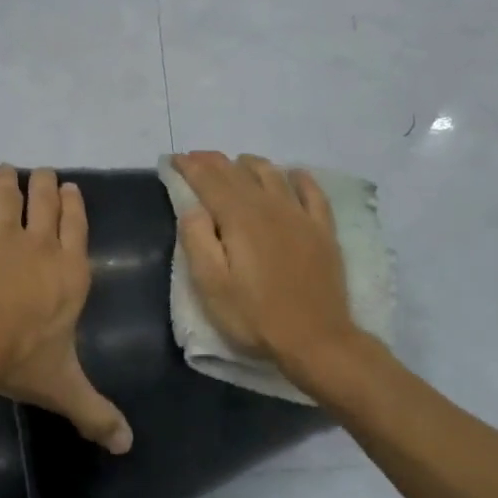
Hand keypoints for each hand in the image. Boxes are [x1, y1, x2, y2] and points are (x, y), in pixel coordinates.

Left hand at [0, 166, 132, 453]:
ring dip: (6, 179)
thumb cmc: (18, 357)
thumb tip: (128, 446)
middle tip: (42, 175)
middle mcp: (39, 243)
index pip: (77, 225)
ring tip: (5, 171)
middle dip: (45, 183)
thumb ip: (96, 413)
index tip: (70, 187)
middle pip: (45, 199)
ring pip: (5, 192)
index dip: (74, 204)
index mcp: (69, 270)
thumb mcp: (63, 387)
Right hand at [174, 151, 361, 373]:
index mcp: (239, 218)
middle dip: (213, 162)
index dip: (190, 167)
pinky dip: (299, 177)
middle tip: (196, 158)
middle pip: (238, 173)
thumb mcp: (211, 286)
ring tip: (236, 163)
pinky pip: (312, 192)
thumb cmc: (255, 317)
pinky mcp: (323, 230)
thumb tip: (192, 207)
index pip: (209, 181)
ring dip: (250, 164)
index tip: (174, 159)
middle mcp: (270, 206)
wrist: (316, 340)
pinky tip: (293, 174)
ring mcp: (300, 216)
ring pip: (272, 174)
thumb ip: (197, 240)